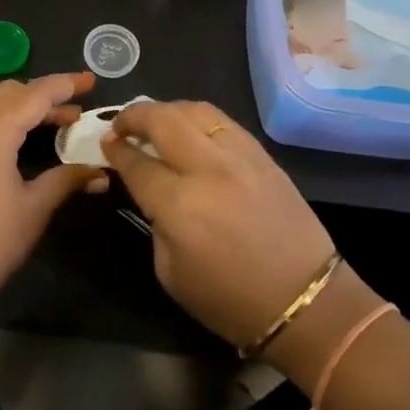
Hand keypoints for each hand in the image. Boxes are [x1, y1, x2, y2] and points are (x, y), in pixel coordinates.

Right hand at [102, 100, 334, 350]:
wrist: (304, 300)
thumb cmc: (229, 300)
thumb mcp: (170, 272)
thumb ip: (155, 222)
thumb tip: (151, 190)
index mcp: (179, 204)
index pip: (136, 162)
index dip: (116, 150)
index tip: (105, 144)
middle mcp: (207, 168)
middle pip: (162, 120)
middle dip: (134, 116)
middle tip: (121, 126)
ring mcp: (239, 156)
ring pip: (195, 110)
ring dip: (167, 110)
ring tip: (155, 122)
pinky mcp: (263, 155)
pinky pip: (223, 121)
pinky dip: (198, 118)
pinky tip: (190, 130)